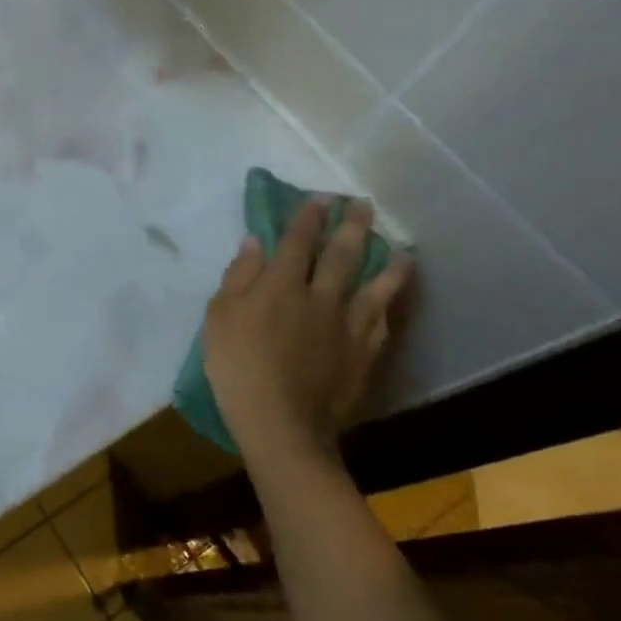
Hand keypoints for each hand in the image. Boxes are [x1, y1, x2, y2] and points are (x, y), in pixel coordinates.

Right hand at [204, 198, 410, 466]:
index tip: (320, 198)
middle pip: (341, 254)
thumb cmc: (237, 366)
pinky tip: (392, 297)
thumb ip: (239, 276)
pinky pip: (381, 321)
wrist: (281, 423)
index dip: (308, 217)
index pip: (298, 241)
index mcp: (281, 285)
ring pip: (374, 286)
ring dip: (387, 262)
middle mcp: (320, 297)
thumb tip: (256, 241)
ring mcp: (347, 326)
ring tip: (400, 247)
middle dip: (351, 226)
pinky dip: (388, 304)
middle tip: (363, 205)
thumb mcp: (220, 317)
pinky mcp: (363, 354)